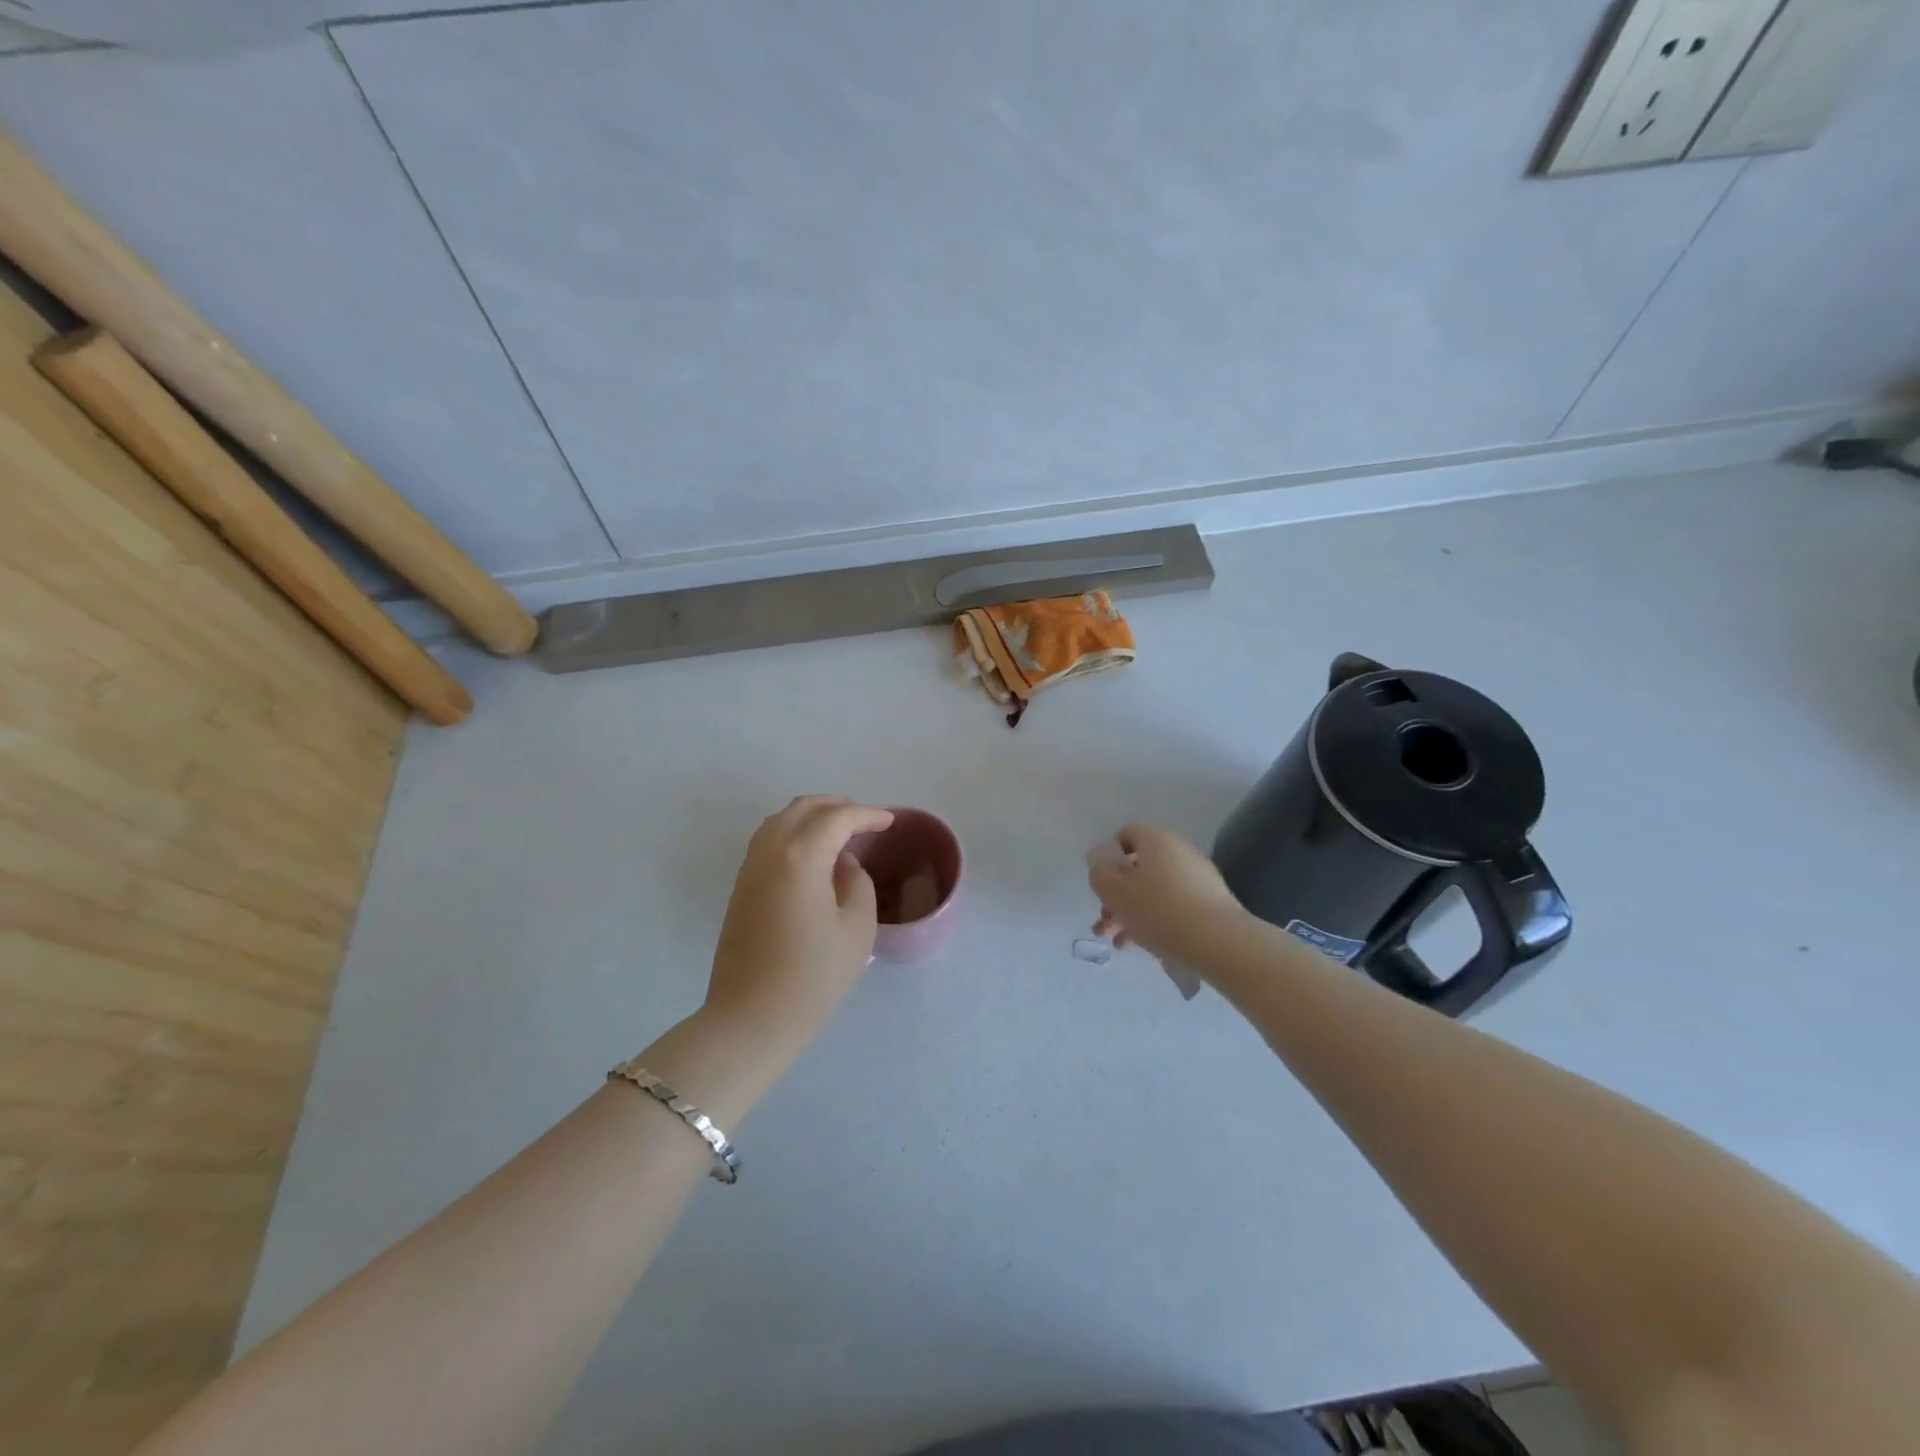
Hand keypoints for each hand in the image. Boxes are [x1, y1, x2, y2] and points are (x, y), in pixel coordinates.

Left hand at [704, 796, 893, 1049]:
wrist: (750, 1019)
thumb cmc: (812, 976)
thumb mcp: (856, 929)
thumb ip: (856, 884)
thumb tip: (842, 866)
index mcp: (800, 857)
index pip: (837, 818)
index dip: (866, 815)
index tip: (889, 821)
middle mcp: (769, 852)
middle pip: (803, 808)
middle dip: (836, 806)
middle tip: (864, 819)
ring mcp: (749, 869)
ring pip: (779, 821)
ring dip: (811, 816)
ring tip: (838, 831)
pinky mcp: (740, 889)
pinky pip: (767, 841)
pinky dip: (792, 833)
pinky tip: (811, 854)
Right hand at [1087, 823, 1247, 964]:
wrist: (1219, 943)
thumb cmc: (1159, 910)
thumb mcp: (1115, 892)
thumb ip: (1099, 873)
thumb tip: (1100, 862)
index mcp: (1156, 840)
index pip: (1126, 835)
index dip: (1108, 857)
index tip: (1101, 884)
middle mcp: (1179, 852)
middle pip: (1138, 868)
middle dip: (1116, 896)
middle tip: (1103, 924)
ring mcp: (1197, 878)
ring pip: (1153, 891)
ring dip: (1131, 914)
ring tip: (1118, 943)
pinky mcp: (1210, 904)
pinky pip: (1173, 906)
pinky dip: (1155, 922)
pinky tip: (1142, 947)